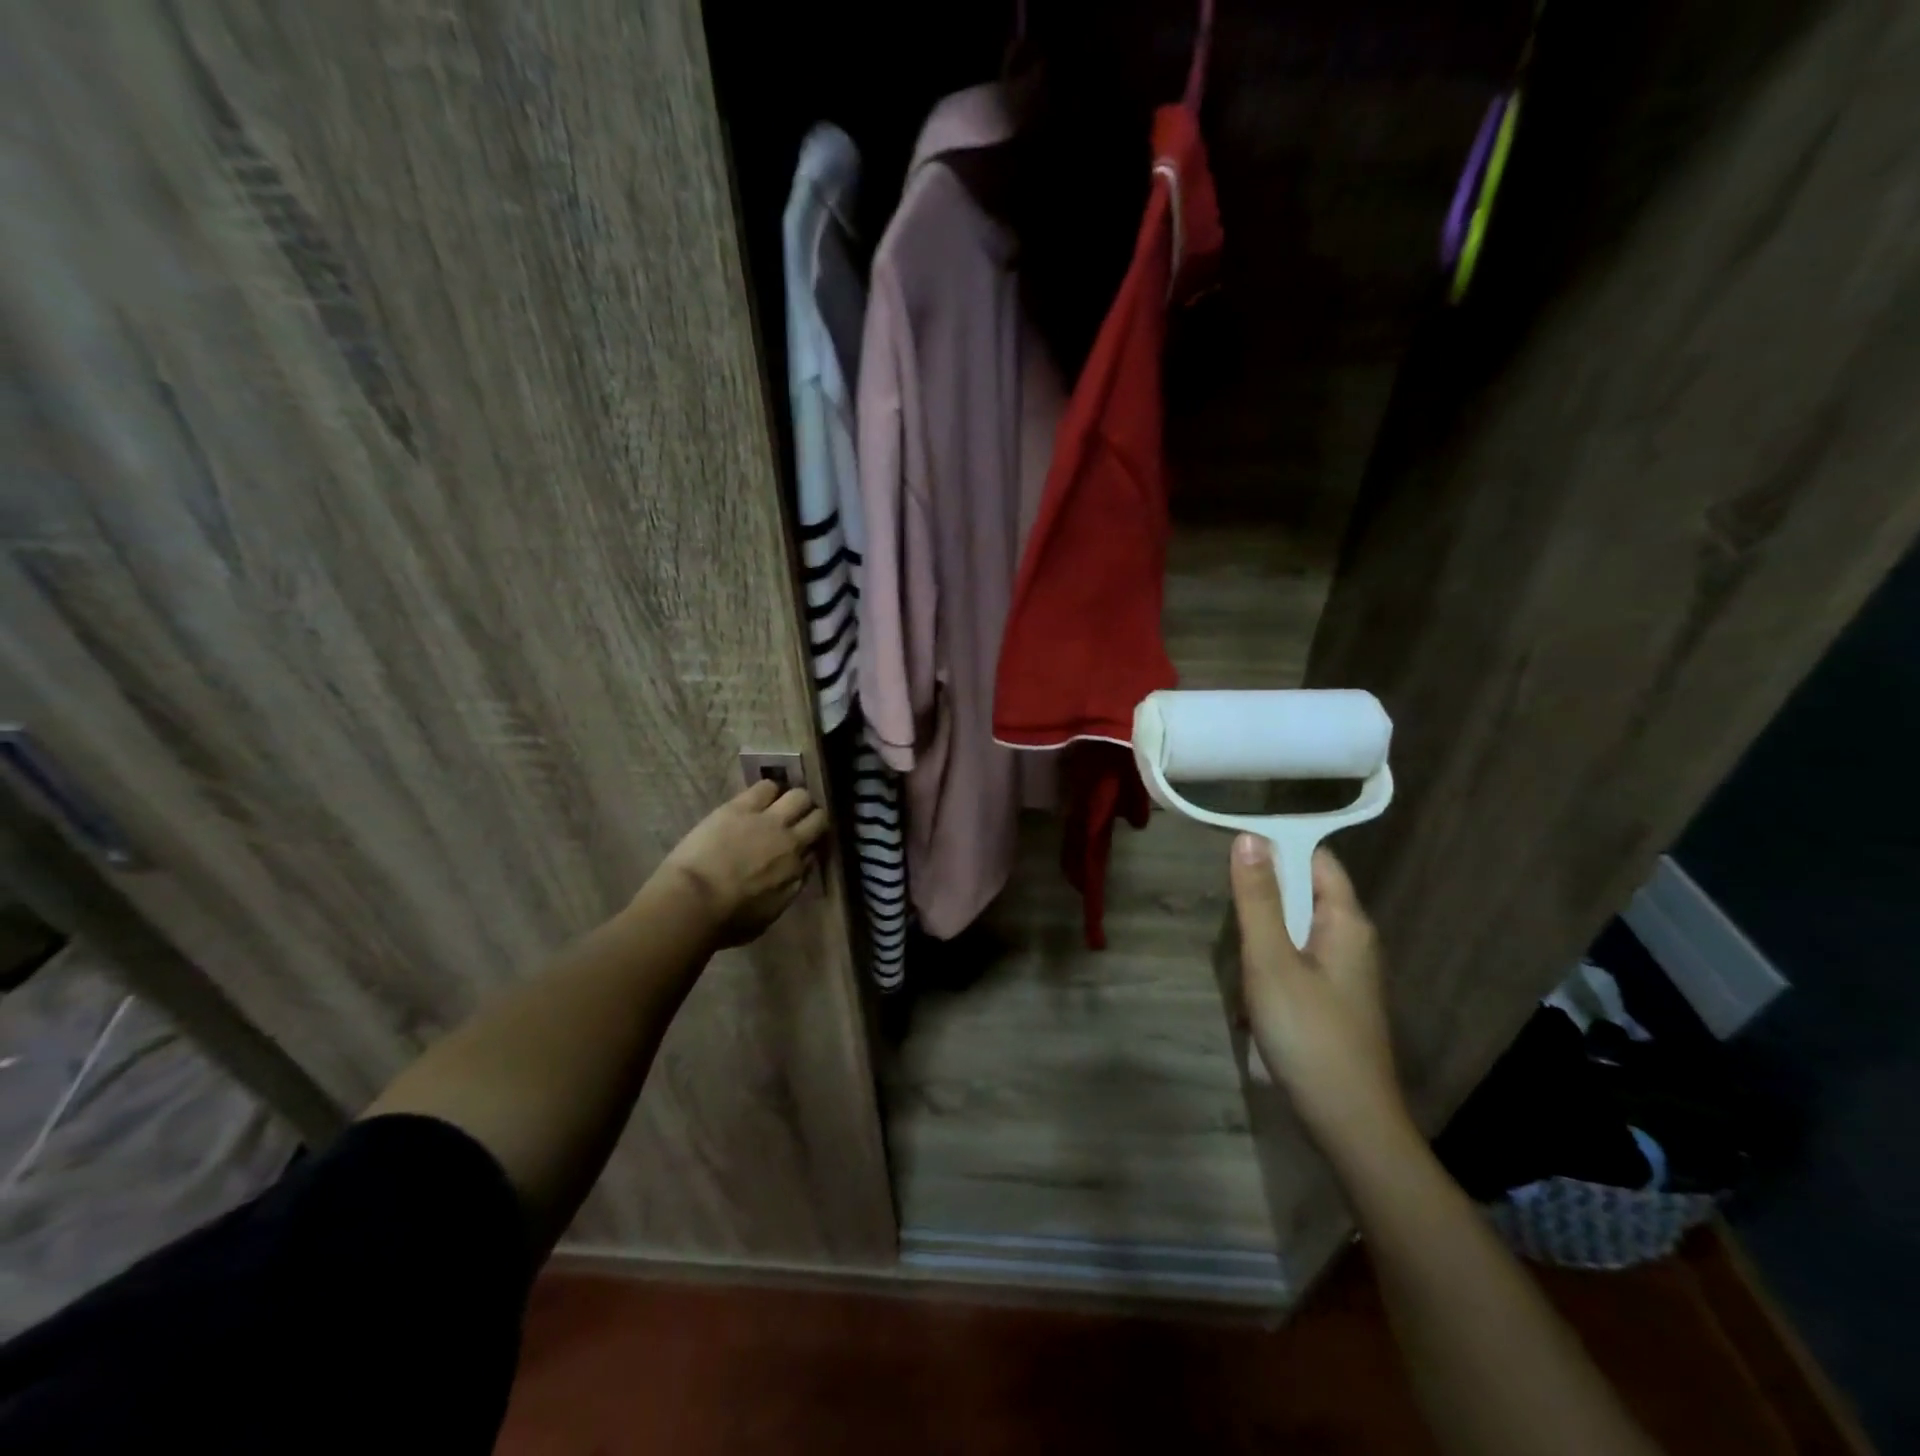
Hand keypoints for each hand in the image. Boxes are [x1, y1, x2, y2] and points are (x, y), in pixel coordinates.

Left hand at [656, 781, 829, 947]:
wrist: (693, 901)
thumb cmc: (726, 921)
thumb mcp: (769, 915)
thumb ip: (787, 891)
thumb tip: (795, 875)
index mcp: (797, 873)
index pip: (816, 851)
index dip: (809, 847)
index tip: (801, 849)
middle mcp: (792, 843)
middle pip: (818, 818)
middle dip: (811, 818)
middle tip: (798, 821)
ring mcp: (769, 821)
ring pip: (799, 796)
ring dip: (793, 800)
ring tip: (781, 805)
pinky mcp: (743, 807)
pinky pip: (766, 787)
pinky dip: (768, 790)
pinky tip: (760, 797)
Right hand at [1228, 836, 1410, 1154]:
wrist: (1349, 1122)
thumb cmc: (1308, 1034)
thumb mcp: (1271, 961)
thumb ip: (1258, 899)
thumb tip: (1249, 837)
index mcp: (1346, 921)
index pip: (1316, 859)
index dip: (1277, 848)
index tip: (1233, 852)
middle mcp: (1353, 940)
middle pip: (1304, 893)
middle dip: (1264, 899)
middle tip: (1229, 916)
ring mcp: (1346, 973)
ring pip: (1296, 929)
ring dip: (1264, 936)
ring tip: (1239, 961)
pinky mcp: (1335, 1000)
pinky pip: (1298, 961)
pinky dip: (1272, 964)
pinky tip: (1253, 993)